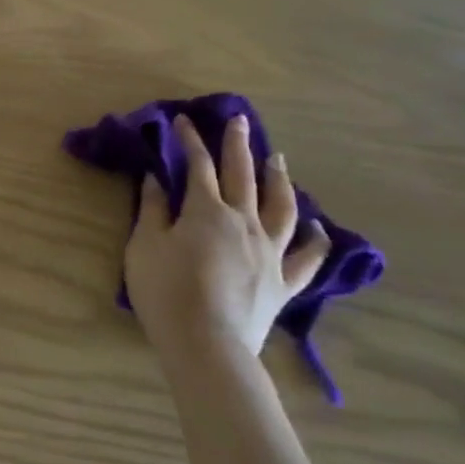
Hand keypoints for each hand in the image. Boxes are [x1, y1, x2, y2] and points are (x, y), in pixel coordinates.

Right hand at [124, 114, 329, 359]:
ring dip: (279, 180)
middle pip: (243, 175)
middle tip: (239, 121)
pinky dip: (316, 241)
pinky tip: (320, 229)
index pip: (198, 166)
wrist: (206, 343)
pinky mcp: (283, 282)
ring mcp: (270, 251)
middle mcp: (244, 222)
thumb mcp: (144, 247)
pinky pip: (307, 258)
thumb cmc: (166, 292)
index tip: (183, 121)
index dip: (190, 141)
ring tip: (278, 160)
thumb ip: (152, 210)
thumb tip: (156, 179)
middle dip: (238, 145)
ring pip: (281, 207)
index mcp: (206, 211)